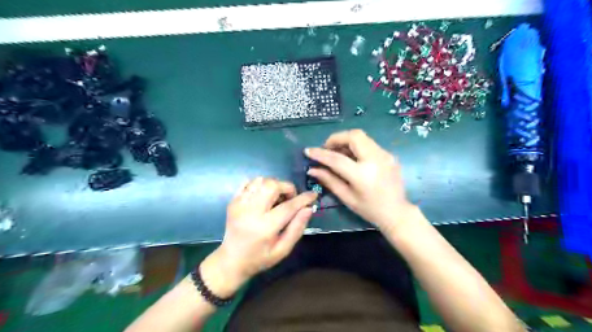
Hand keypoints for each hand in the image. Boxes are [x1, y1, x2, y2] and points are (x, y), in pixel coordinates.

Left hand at [202, 178, 316, 296]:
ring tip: (276, 198)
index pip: (288, 206)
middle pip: (272, 185)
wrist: (231, 260)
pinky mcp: (233, 201)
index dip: (303, 199)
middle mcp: (250, 212)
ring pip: (260, 180)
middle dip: (287, 188)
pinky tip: (263, 196)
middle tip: (290, 199)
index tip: (313, 195)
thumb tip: (308, 208)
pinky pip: (248, 182)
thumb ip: (297, 228)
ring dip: (273, 185)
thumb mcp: (283, 250)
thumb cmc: (260, 258)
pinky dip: (260, 185)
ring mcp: (239, 204)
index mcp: (264, 227)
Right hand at [305, 130, 414, 230]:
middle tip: (327, 149)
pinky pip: (369, 144)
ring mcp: (385, 155)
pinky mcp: (389, 154)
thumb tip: (312, 169)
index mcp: (363, 175)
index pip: (337, 158)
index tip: (308, 151)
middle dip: (336, 138)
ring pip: (362, 137)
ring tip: (338, 153)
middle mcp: (375, 159)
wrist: (397, 212)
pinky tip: (353, 158)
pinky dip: (357, 146)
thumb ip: (329, 180)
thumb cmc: (370, 209)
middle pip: (353, 136)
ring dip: (346, 141)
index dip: (320, 153)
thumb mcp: (347, 197)